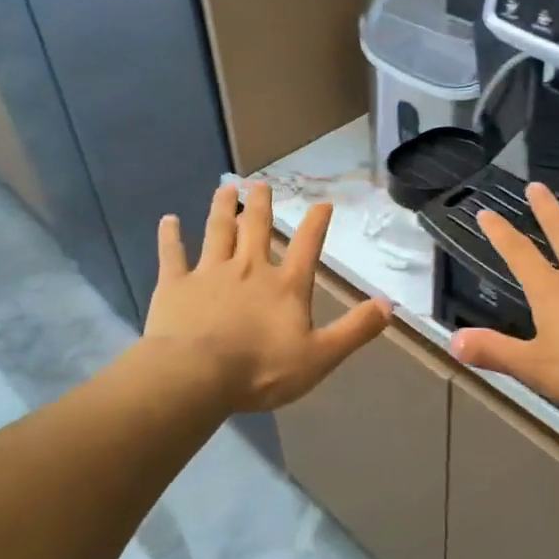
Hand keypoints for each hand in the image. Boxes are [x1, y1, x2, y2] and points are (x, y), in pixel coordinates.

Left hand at [144, 182, 391, 410]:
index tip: (323, 203)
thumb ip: (355, 330)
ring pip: (218, 231)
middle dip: (262, 204)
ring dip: (223, 208)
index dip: (317, 223)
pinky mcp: (176, 284)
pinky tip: (168, 220)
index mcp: (285, 286)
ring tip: (226, 188)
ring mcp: (210, 272)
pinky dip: (171, 236)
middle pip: (257, 228)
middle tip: (261, 182)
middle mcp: (249, 268)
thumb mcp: (320, 356)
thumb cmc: (262, 369)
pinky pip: (173, 254)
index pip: (308, 247)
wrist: (197, 375)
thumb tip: (389, 305)